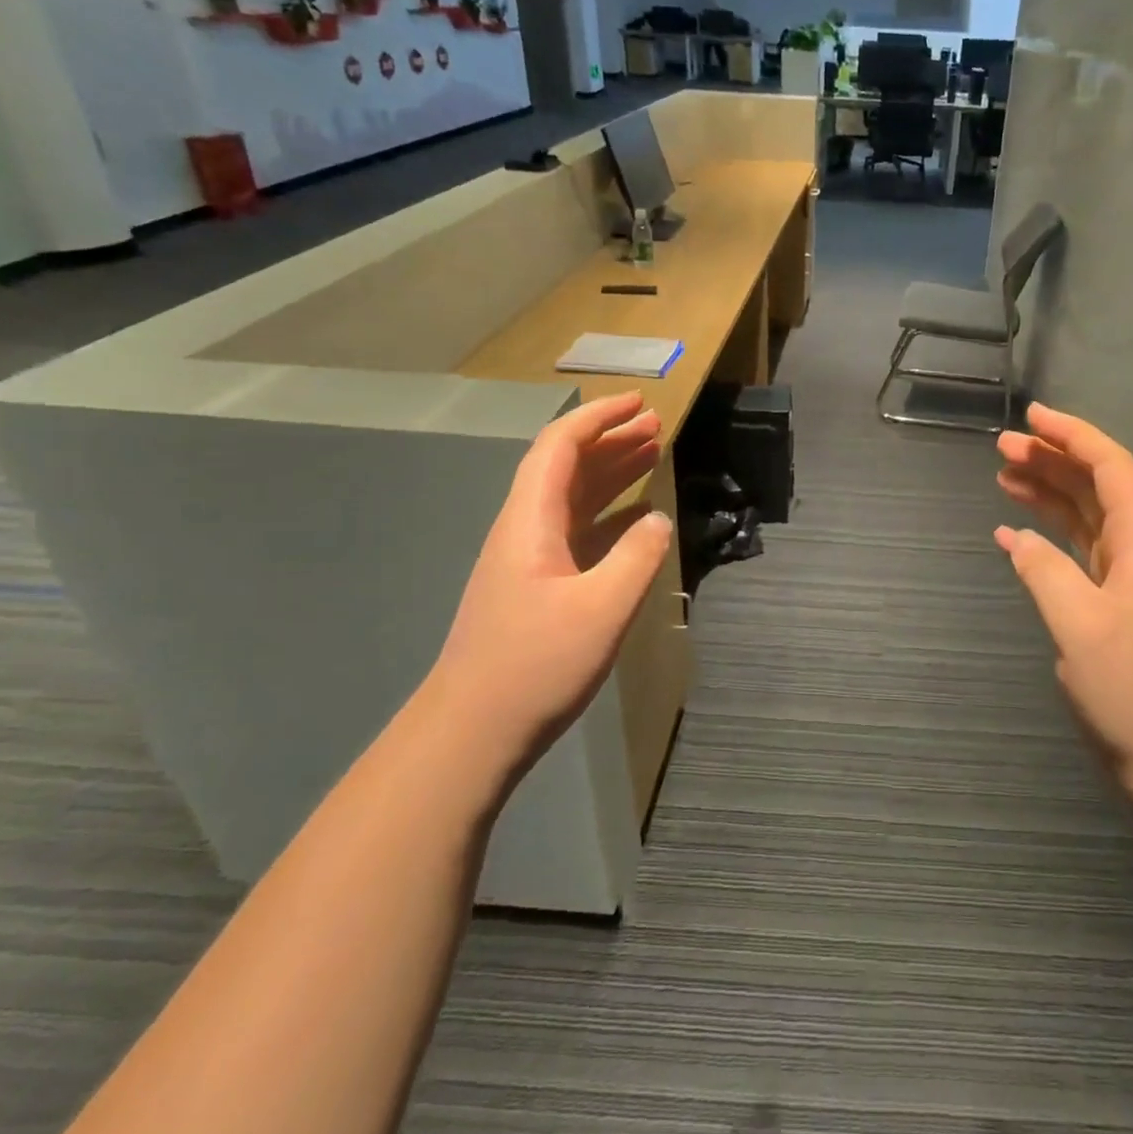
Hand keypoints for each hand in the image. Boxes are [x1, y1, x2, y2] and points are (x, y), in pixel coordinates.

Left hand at [427, 392, 672, 776]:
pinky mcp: (536, 587)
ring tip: (651, 455)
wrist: (473, 731)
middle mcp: (524, 530)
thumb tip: (659, 520)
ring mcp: (528, 560)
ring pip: (571, 498)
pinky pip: (576, 531)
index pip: (560, 447)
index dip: (599, 418)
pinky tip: (635, 519)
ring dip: (610, 473)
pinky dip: (608, 514)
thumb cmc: (536, 665)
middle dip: (611, 440)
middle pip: (566, 467)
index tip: (639, 403)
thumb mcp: (602, 608)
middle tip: (656, 426)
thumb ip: (638, 557)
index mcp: (531, 522)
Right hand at [994, 403, 1132, 809]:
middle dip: (1053, 459)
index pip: (1112, 468)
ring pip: (1085, 516)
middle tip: (1002, 447)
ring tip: (1004, 475)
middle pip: (1096, 486)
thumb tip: (1016, 537)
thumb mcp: (1082, 627)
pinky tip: (1014, 533)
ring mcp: (1127, 580)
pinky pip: (1076, 553)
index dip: (1074, 436)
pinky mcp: (1113, 607)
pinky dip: (1045, 536)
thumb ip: (1045, 572)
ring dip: (1048, 491)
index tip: (1032, 418)